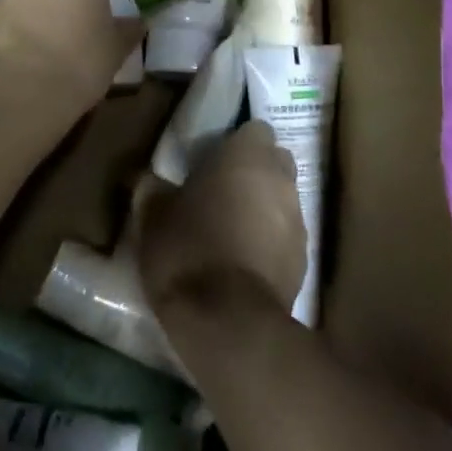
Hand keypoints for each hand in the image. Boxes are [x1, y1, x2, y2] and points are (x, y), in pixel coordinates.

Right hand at [136, 121, 306, 316]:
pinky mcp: (304, 260)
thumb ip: (153, 190)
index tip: (212, 159)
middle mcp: (281, 181)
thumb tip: (147, 180)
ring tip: (230, 228)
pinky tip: (243, 261)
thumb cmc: (188, 250)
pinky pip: (285, 237)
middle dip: (253, 171)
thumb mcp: (153, 217)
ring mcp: (298, 221)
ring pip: (282, 200)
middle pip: (275, 162)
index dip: (235, 142)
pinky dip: (269, 242)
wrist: (228, 321)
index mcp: (247, 156)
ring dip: (262, 207)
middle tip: (220, 189)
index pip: (255, 129)